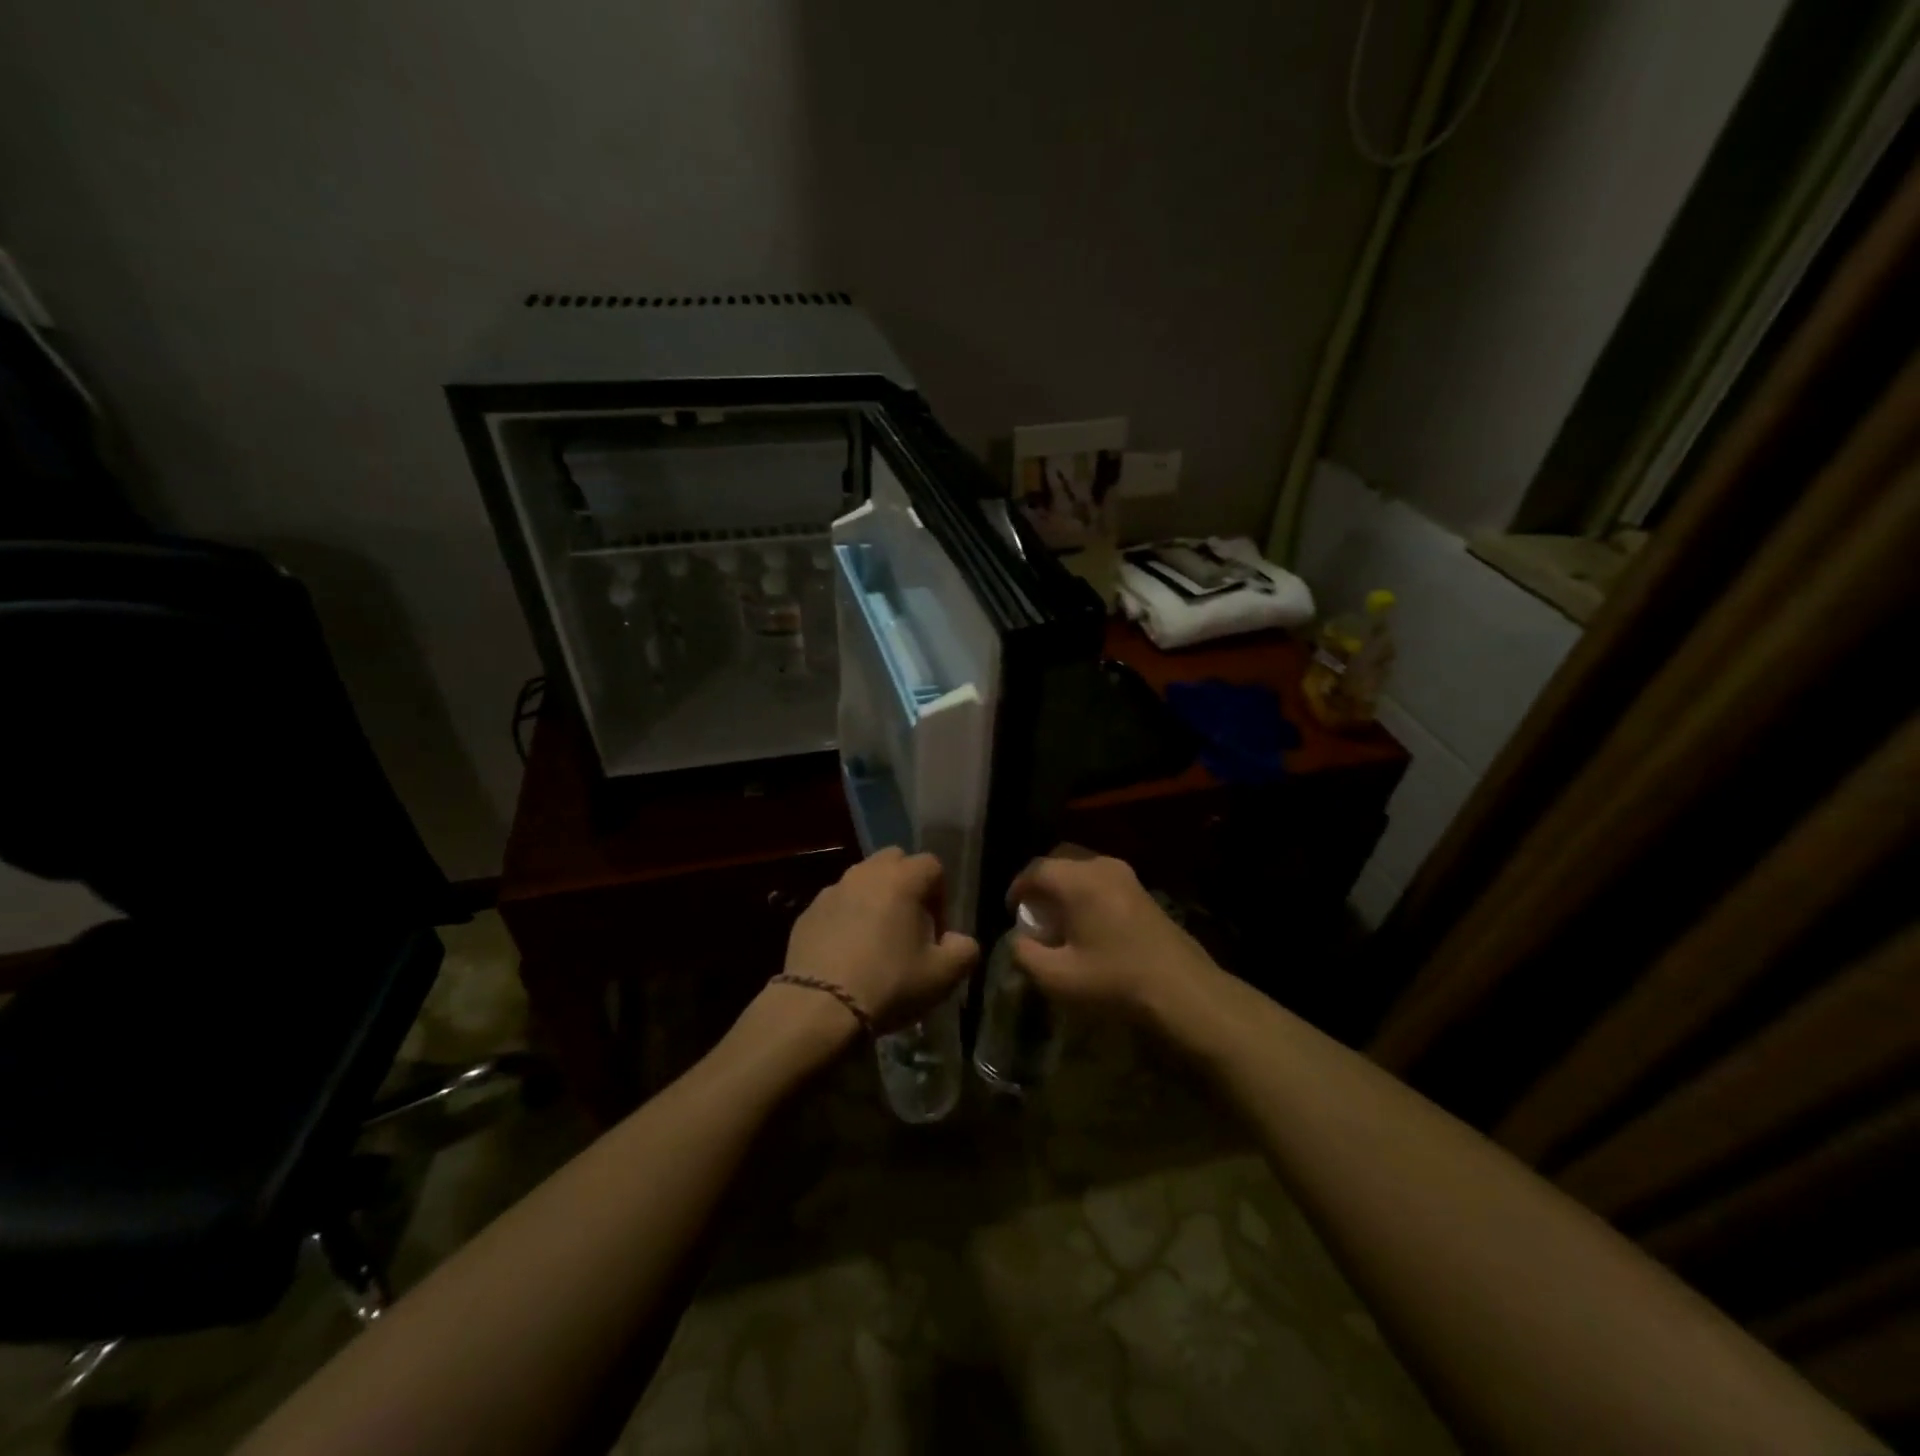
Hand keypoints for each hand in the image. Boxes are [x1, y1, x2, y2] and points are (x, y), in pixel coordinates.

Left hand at [782, 848, 979, 1035]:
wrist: (819, 1008)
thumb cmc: (889, 984)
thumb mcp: (942, 976)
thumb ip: (964, 951)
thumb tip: (959, 940)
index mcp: (902, 879)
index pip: (932, 866)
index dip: (940, 896)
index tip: (935, 931)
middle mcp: (865, 873)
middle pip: (894, 862)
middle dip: (906, 885)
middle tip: (908, 925)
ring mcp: (832, 890)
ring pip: (862, 881)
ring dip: (874, 900)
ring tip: (875, 941)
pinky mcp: (807, 913)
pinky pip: (836, 905)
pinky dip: (846, 918)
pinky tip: (846, 954)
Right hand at [1005, 853, 1217, 1022]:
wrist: (1183, 990)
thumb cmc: (1114, 981)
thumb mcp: (1057, 977)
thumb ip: (1025, 955)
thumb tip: (1017, 939)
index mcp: (1078, 881)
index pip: (1035, 870)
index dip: (1017, 888)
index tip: (1011, 912)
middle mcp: (1102, 867)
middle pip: (1060, 859)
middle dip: (1041, 882)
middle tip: (1033, 910)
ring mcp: (1127, 876)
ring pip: (1082, 868)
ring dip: (1065, 886)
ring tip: (1059, 919)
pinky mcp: (1143, 890)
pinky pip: (1101, 879)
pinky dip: (1086, 892)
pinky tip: (1087, 924)